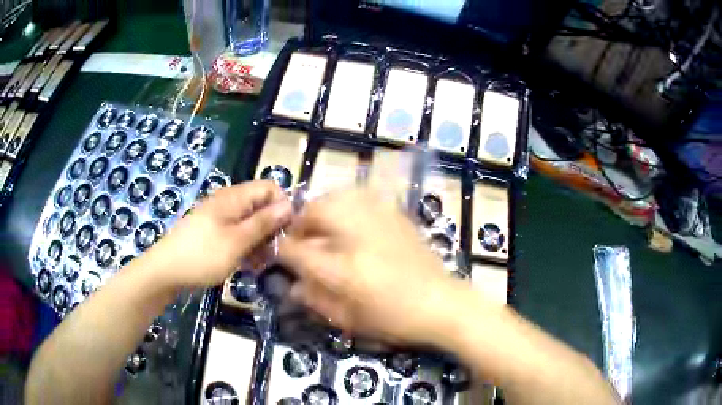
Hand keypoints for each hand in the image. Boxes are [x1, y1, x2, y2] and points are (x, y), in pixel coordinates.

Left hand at [139, 181, 292, 290]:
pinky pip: (237, 234)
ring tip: (260, 264)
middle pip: (261, 206)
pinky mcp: (214, 233)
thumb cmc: (202, 255)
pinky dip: (246, 247)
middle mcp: (228, 202)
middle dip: (272, 228)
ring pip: (250, 222)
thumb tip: (289, 205)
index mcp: (234, 197)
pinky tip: (247, 265)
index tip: (288, 232)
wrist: (165, 271)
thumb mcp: (237, 241)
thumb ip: (264, 223)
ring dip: (259, 241)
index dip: (282, 206)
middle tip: (275, 254)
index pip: (270, 188)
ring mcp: (219, 218)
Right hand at [278, 188, 464, 345]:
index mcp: (343, 270)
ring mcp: (379, 221)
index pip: (297, 250)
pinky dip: (345, 203)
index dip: (281, 250)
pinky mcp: (396, 215)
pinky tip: (348, 219)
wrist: (442, 304)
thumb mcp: (349, 320)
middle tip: (300, 238)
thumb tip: (293, 285)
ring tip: (321, 226)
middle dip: (299, 222)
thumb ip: (316, 300)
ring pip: (337, 197)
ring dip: (321, 209)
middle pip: (315, 212)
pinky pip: (362, 197)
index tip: (278, 253)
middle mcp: (358, 238)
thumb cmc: (395, 319)